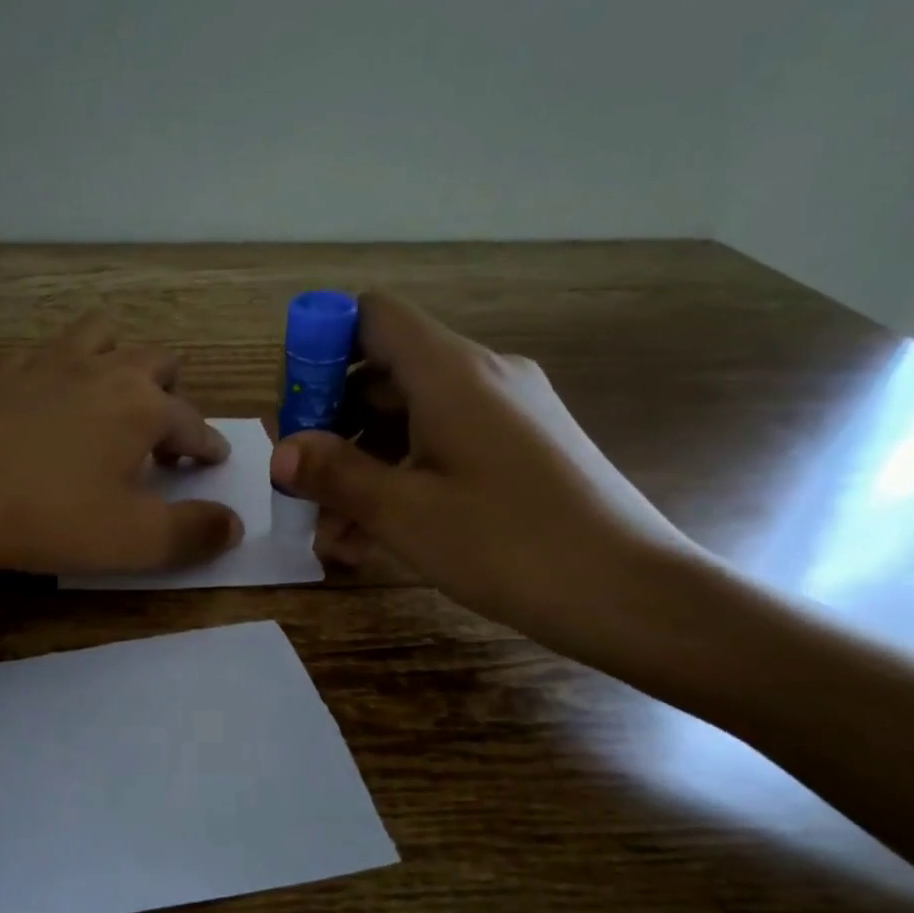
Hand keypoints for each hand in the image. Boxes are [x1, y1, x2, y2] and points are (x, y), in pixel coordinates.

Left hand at [0, 312, 242, 580]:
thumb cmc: (52, 519)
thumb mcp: (136, 540)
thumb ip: (195, 532)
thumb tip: (234, 524)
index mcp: (141, 405)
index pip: (193, 422)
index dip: (208, 446)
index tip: (213, 462)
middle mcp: (103, 370)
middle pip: (157, 360)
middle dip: (173, 394)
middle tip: (164, 436)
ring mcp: (50, 364)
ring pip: (104, 335)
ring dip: (122, 360)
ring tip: (117, 398)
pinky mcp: (6, 375)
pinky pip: (50, 352)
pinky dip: (67, 369)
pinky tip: (55, 400)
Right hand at [269, 292, 705, 656]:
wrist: (633, 594)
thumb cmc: (509, 545)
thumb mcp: (405, 512)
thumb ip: (335, 473)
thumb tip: (280, 451)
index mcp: (451, 372)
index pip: (371, 317)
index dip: (322, 347)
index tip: (295, 408)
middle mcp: (481, 376)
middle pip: (385, 373)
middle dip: (332, 425)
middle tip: (299, 482)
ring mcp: (506, 413)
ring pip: (411, 420)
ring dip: (363, 466)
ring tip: (331, 532)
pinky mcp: (521, 450)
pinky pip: (444, 447)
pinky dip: (403, 478)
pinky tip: (375, 538)